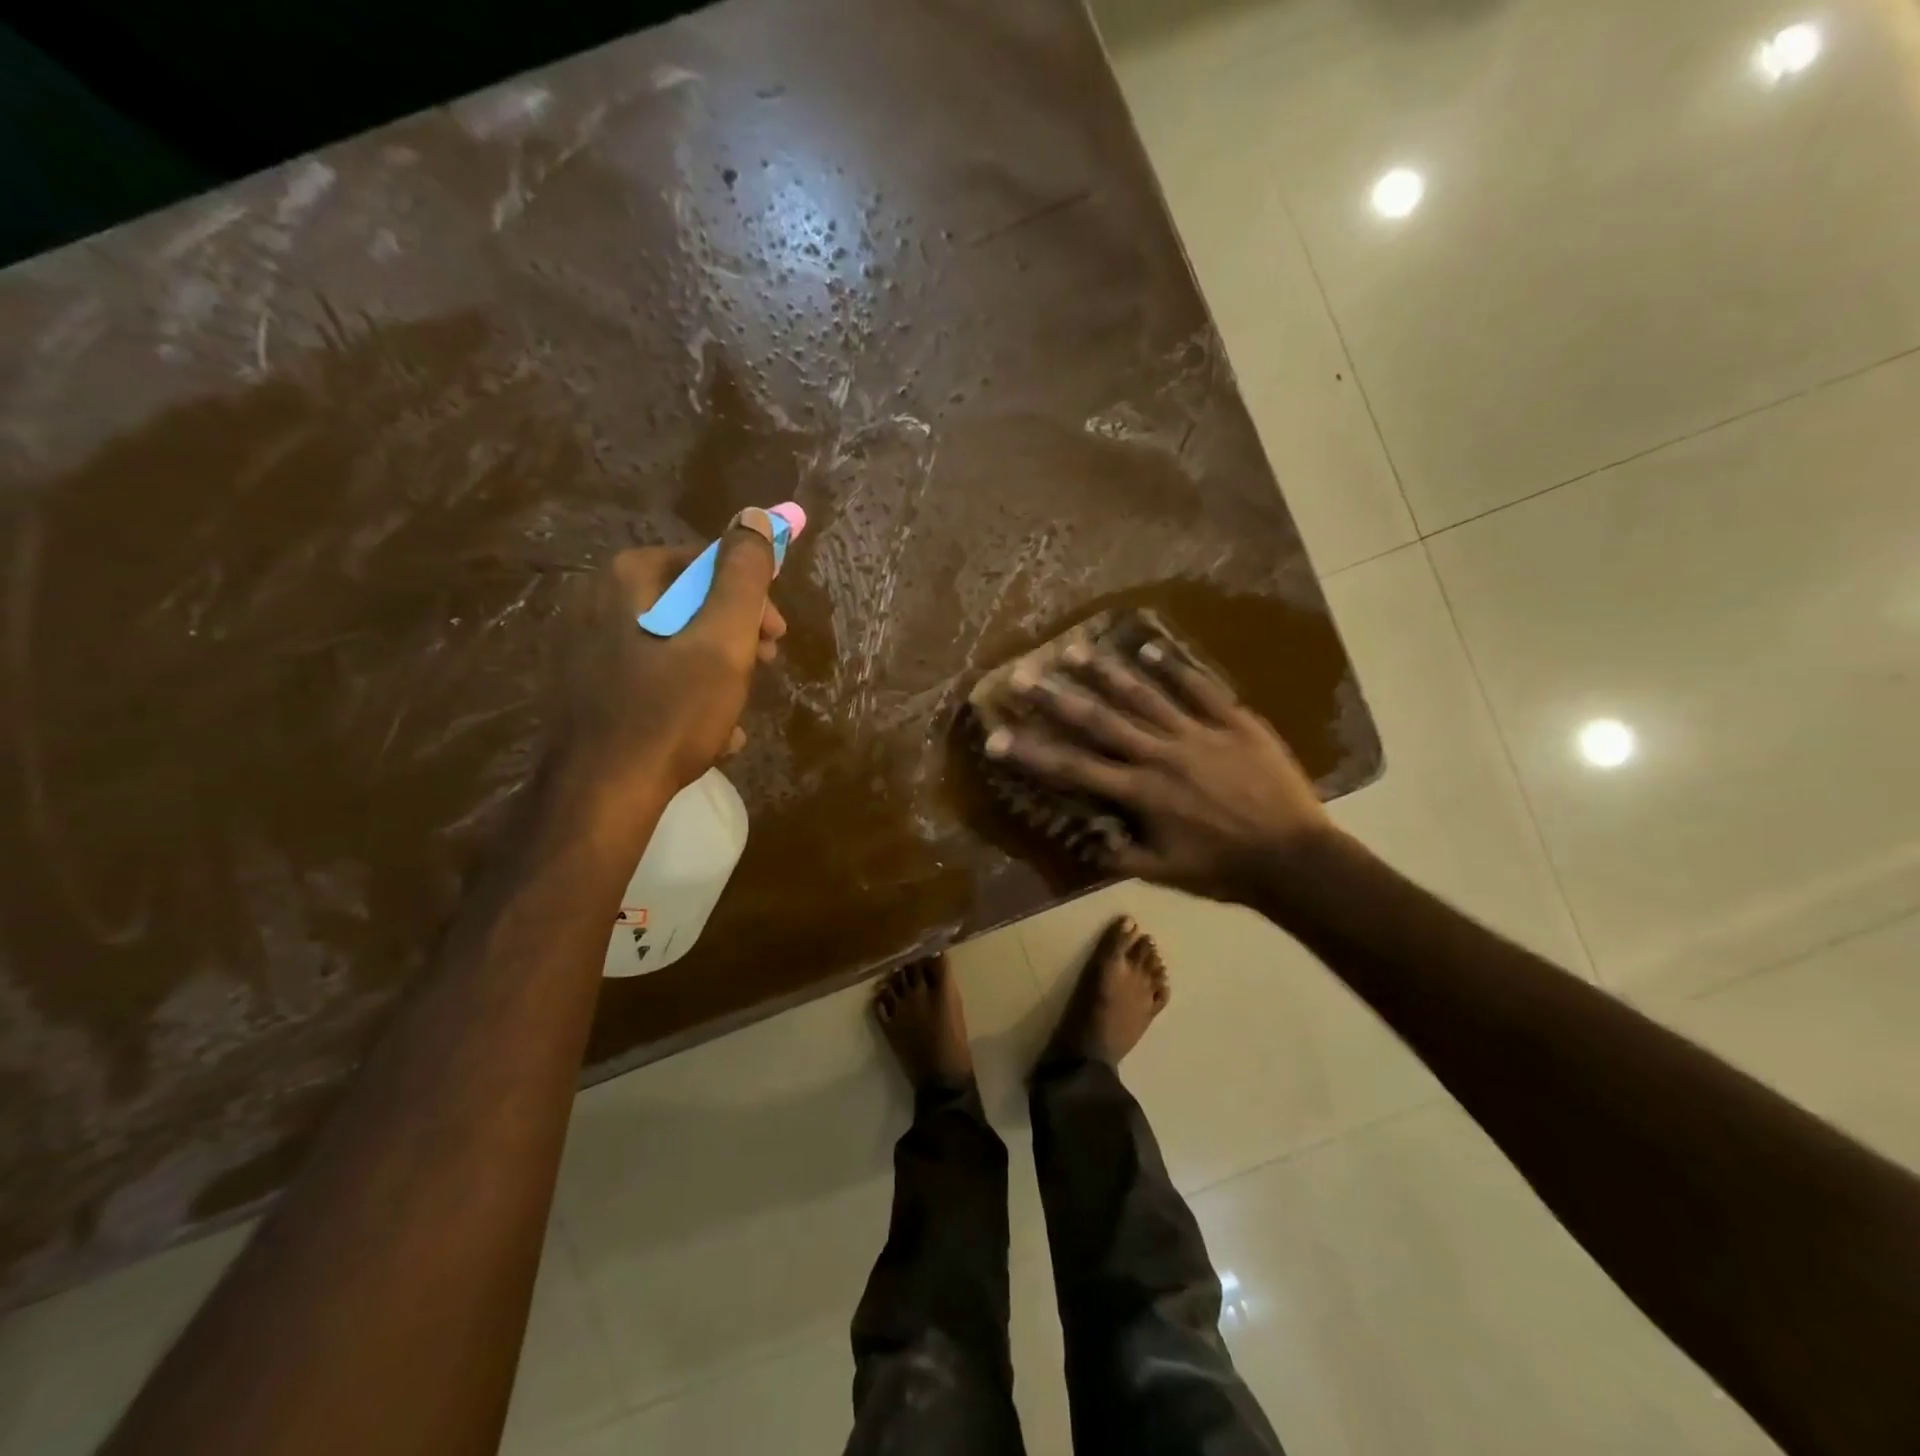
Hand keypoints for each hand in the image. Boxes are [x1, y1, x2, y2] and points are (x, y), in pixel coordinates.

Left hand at [555, 522, 785, 825]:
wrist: (603, 794)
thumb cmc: (671, 711)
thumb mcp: (723, 639)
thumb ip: (744, 575)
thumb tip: (756, 515)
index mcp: (627, 579)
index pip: (706, 562)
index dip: (752, 596)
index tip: (777, 635)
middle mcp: (597, 602)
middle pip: (689, 604)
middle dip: (735, 635)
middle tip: (764, 667)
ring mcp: (586, 650)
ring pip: (674, 644)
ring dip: (717, 670)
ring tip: (738, 709)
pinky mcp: (587, 690)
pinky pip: (651, 679)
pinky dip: (685, 697)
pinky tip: (709, 732)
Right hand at [985, 632, 1331, 903]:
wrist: (1296, 859)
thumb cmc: (1224, 870)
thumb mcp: (1164, 873)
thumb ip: (1119, 853)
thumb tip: (1082, 834)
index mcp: (1141, 794)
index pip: (1074, 769)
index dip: (1031, 752)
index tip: (995, 738)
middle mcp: (1161, 756)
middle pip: (1100, 721)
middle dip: (1056, 698)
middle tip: (1022, 675)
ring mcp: (1199, 734)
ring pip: (1144, 696)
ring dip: (1105, 672)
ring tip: (1073, 649)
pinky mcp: (1235, 722)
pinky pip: (1201, 689)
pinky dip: (1174, 668)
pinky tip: (1148, 649)